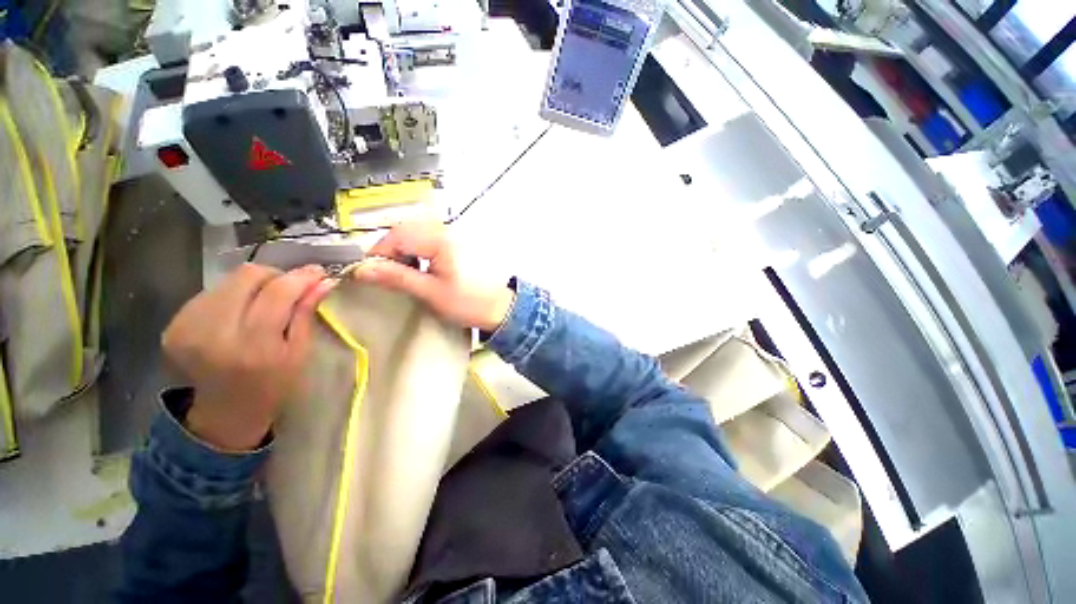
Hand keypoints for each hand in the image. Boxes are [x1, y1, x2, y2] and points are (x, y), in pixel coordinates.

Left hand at [162, 264, 334, 450]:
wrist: (225, 411)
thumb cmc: (273, 384)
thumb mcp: (300, 353)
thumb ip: (306, 314)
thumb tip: (323, 282)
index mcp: (253, 345)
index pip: (277, 292)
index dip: (300, 277)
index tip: (318, 272)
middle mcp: (214, 332)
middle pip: (247, 276)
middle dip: (275, 276)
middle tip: (289, 288)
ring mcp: (187, 327)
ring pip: (228, 281)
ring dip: (253, 286)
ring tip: (263, 304)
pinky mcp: (174, 325)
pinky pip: (211, 293)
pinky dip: (232, 296)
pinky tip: (239, 315)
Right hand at [352, 220, 513, 331]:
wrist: (503, 307)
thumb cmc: (471, 303)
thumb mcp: (431, 293)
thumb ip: (398, 278)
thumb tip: (363, 269)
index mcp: (441, 240)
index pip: (397, 235)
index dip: (379, 252)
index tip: (369, 271)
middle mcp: (449, 231)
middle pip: (407, 229)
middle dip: (391, 249)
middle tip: (386, 273)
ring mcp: (457, 235)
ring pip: (419, 232)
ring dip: (405, 249)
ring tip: (403, 272)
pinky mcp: (461, 243)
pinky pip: (432, 238)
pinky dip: (420, 249)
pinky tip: (422, 267)